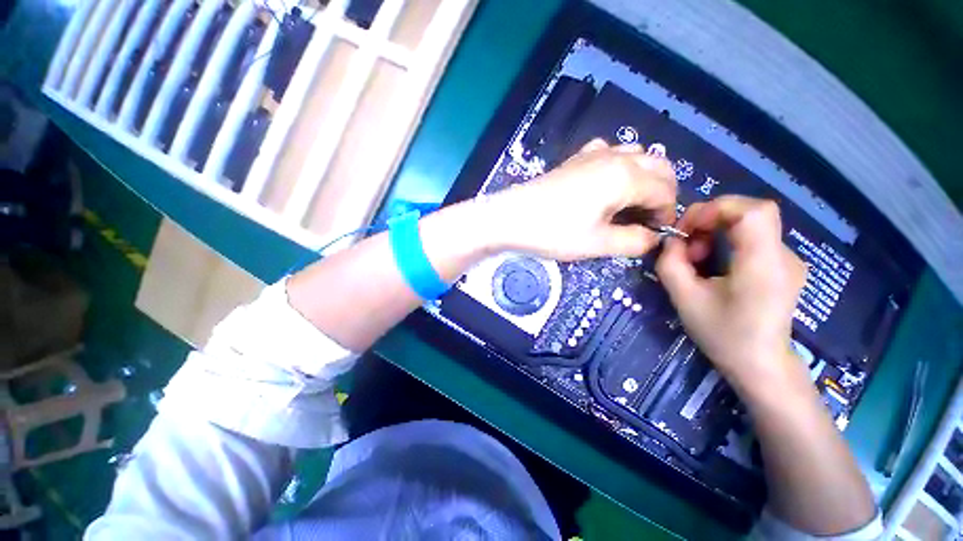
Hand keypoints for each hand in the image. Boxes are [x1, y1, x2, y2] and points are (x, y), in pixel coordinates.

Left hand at [485, 139, 676, 261]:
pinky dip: (619, 166)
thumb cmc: (554, 232)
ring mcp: (593, 154)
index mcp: (625, 177)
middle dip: (662, 192)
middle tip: (648, 219)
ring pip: (636, 154)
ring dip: (644, 176)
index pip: (665, 191)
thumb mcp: (598, 244)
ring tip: (630, 203)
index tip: (655, 234)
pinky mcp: (575, 159)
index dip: (667, 214)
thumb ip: (634, 241)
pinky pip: (609, 153)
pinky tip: (606, 184)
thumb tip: (652, 237)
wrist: (511, 217)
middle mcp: (615, 157)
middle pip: (658, 166)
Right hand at [655, 196, 808, 396]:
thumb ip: (671, 264)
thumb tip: (670, 240)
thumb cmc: (723, 335)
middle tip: (687, 246)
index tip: (687, 228)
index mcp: (763, 264)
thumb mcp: (685, 299)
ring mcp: (787, 260)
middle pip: (750, 212)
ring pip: (749, 224)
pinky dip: (727, 241)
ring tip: (697, 258)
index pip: (753, 210)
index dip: (716, 208)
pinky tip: (714, 264)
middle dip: (710, 220)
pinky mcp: (782, 265)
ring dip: (716, 232)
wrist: (761, 365)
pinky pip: (752, 238)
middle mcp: (783, 255)